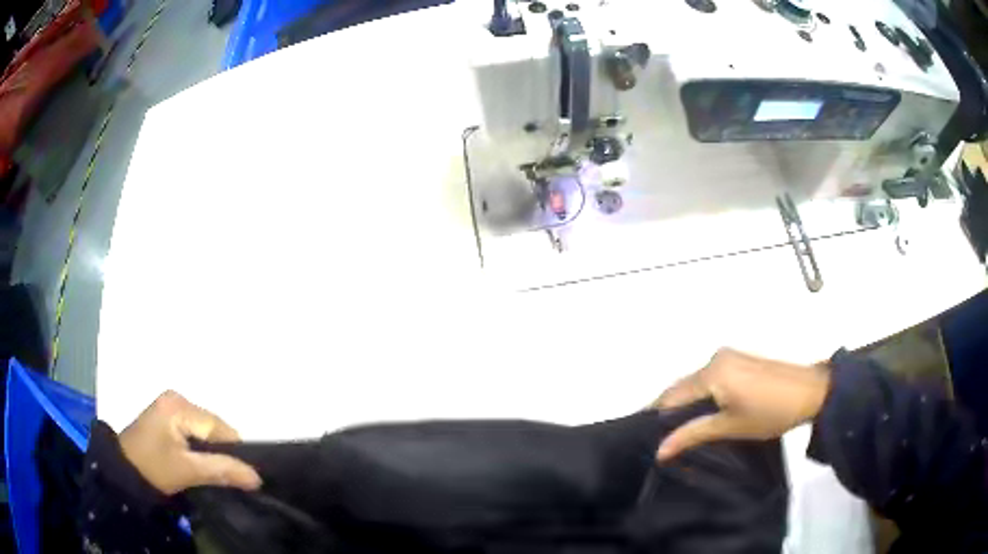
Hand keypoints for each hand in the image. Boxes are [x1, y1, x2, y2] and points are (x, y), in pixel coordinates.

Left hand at [118, 391, 261, 494]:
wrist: (122, 473)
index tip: (240, 477)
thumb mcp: (188, 470)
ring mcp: (170, 407)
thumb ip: (222, 470)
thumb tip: (257, 477)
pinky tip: (197, 463)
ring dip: (211, 451)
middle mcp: (176, 398)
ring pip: (205, 431)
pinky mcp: (166, 418)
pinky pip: (194, 432)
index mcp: (179, 404)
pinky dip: (200, 448)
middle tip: (220, 476)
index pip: (219, 427)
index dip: (233, 452)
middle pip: (213, 427)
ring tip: (209, 472)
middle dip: (221, 452)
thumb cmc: (153, 468)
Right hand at [654, 349, 830, 461]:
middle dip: (670, 410)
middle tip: (660, 437)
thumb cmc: (770, 411)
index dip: (656, 416)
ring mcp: (729, 356)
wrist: (811, 392)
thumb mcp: (730, 427)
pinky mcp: (740, 360)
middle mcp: (716, 358)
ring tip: (678, 430)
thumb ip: (693, 435)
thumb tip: (660, 450)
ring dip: (687, 403)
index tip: (643, 436)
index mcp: (712, 371)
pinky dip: (703, 395)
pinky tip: (702, 413)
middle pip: (683, 386)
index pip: (673, 395)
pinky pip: (711, 378)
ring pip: (697, 382)